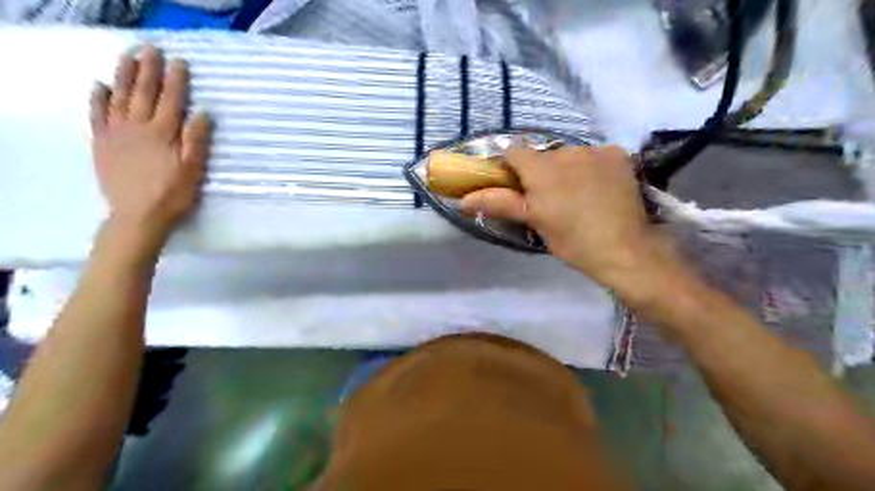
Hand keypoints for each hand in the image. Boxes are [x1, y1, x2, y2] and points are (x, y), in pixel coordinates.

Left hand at [88, 44, 210, 238]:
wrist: (138, 216)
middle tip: (151, 49)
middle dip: (148, 70)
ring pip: (119, 98)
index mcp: (163, 134)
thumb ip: (196, 140)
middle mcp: (138, 127)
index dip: (176, 80)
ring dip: (123, 75)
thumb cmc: (173, 195)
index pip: (171, 101)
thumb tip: (202, 113)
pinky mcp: (102, 143)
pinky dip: (98, 98)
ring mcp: (116, 134)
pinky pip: (97, 115)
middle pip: (143, 93)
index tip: (179, 62)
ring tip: (128, 57)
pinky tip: (100, 85)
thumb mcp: (193, 170)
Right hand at [461, 144, 678, 288]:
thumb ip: (499, 203)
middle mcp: (566, 151)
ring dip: (568, 169)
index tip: (518, 186)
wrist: (624, 249)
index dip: (512, 166)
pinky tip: (600, 188)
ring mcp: (595, 150)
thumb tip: (462, 200)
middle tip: (551, 199)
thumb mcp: (533, 221)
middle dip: (542, 171)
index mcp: (541, 169)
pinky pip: (595, 155)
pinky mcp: (618, 154)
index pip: (514, 151)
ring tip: (579, 195)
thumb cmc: (572, 240)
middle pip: (544, 154)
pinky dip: (593, 167)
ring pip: (570, 154)